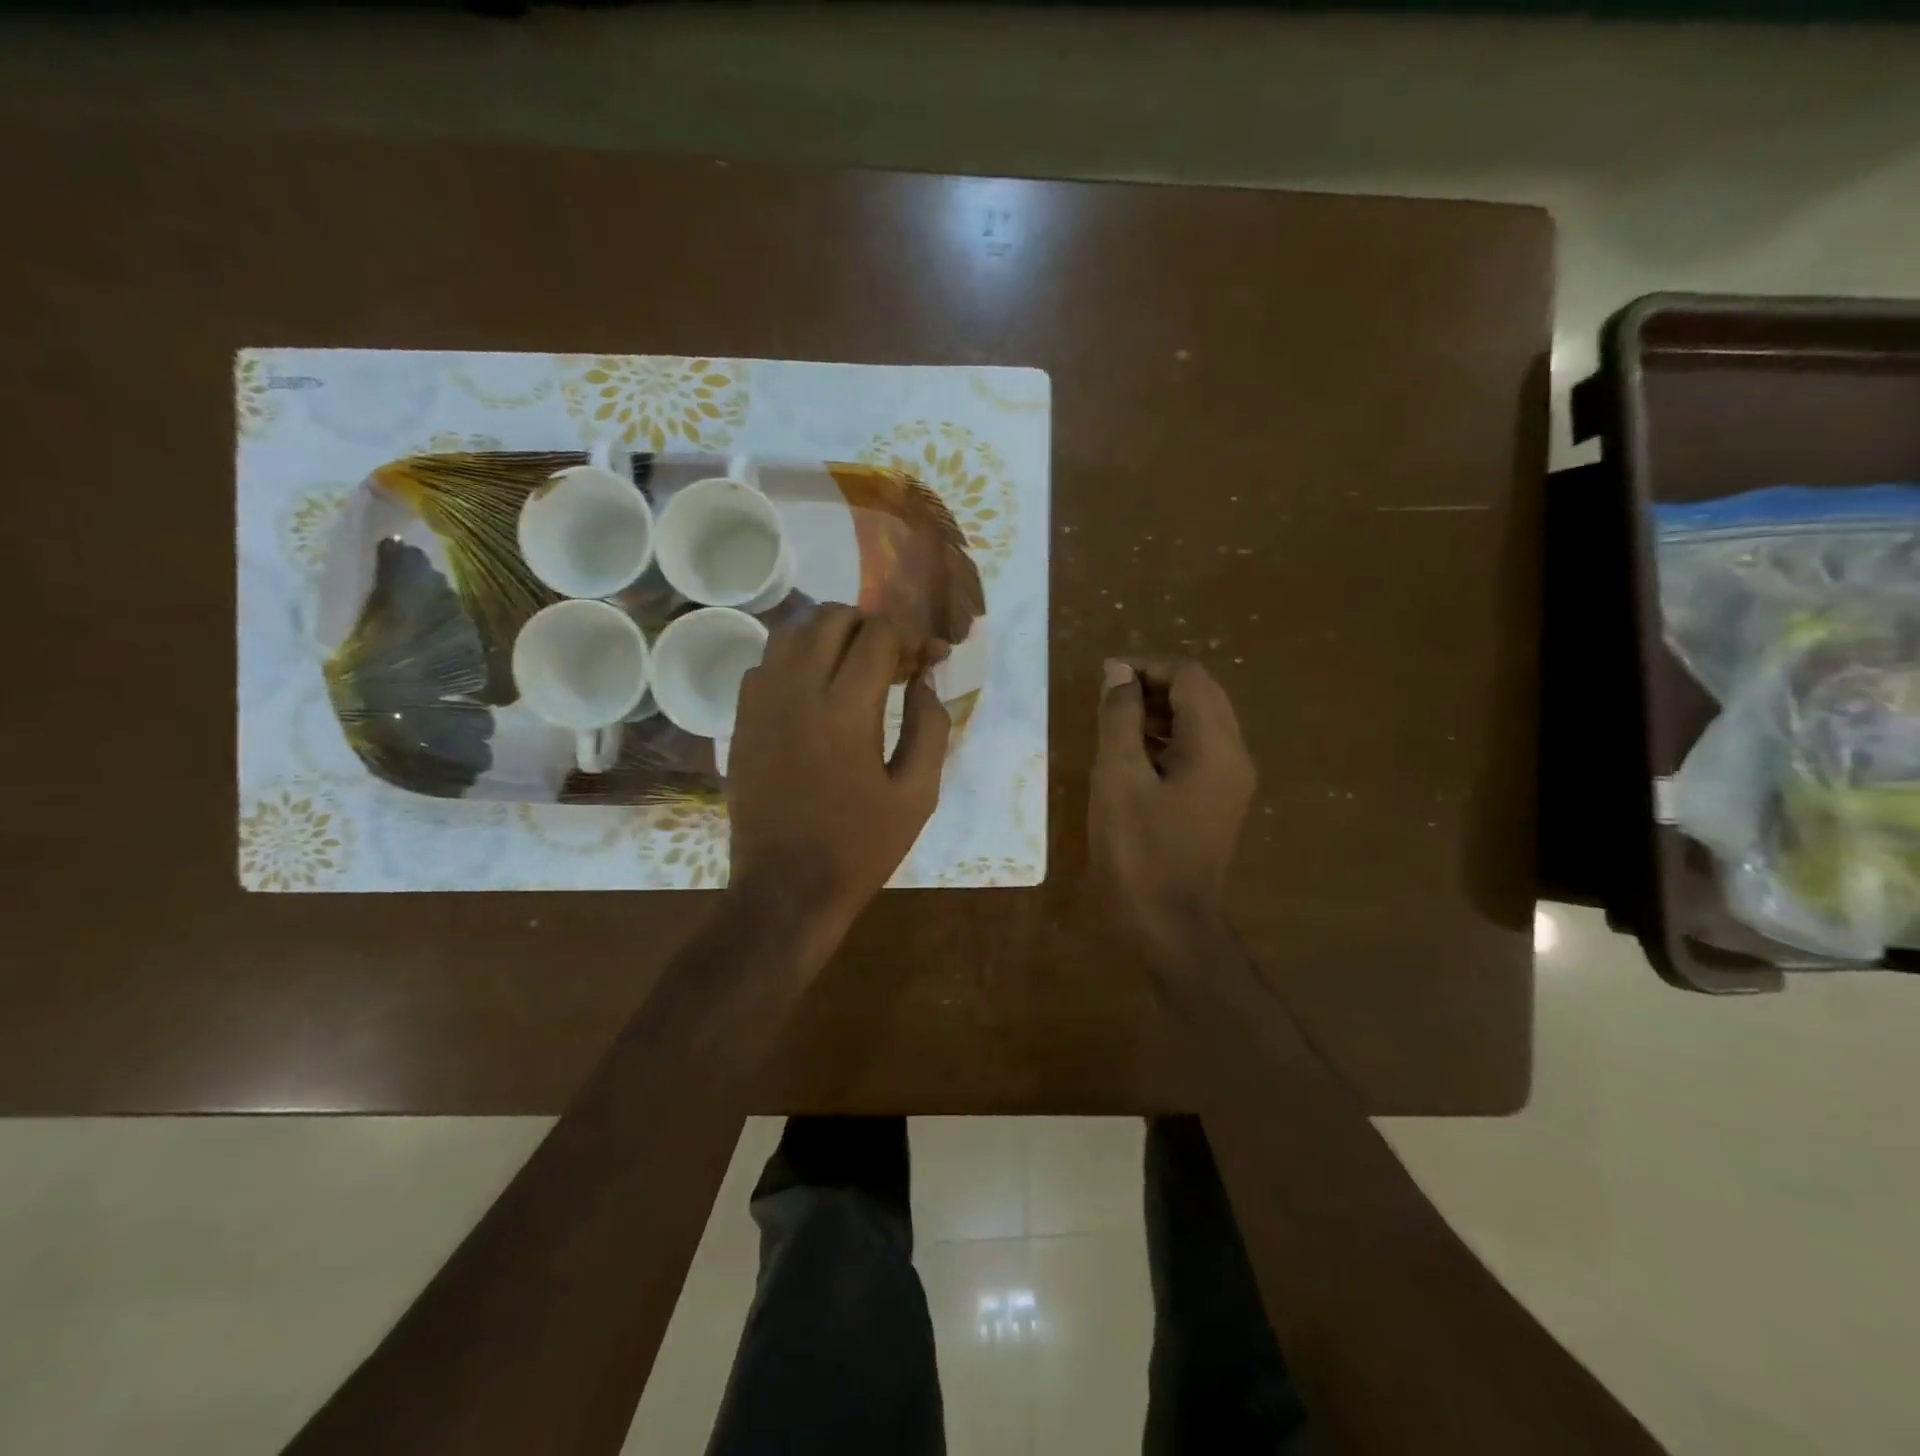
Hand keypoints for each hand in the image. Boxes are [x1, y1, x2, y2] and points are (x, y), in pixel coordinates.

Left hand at [725, 606, 950, 956]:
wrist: (786, 890)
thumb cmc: (859, 847)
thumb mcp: (917, 795)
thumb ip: (929, 727)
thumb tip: (924, 680)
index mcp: (846, 711)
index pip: (877, 635)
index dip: (909, 637)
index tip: (926, 659)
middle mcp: (797, 692)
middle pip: (831, 618)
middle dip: (870, 625)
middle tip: (892, 658)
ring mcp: (760, 704)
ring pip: (790, 632)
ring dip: (829, 635)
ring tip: (853, 664)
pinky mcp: (741, 721)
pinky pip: (764, 663)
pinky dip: (794, 659)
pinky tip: (814, 689)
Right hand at [1090, 658, 1255, 961]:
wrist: (1168, 923)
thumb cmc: (1139, 851)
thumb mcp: (1118, 778)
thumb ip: (1119, 719)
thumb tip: (1119, 672)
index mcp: (1215, 747)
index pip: (1190, 678)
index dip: (1147, 667)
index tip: (1105, 677)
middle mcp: (1234, 756)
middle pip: (1201, 695)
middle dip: (1154, 685)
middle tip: (1109, 696)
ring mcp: (1230, 780)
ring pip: (1200, 722)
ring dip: (1159, 711)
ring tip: (1113, 721)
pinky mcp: (1218, 800)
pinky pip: (1197, 750)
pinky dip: (1166, 738)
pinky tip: (1131, 754)